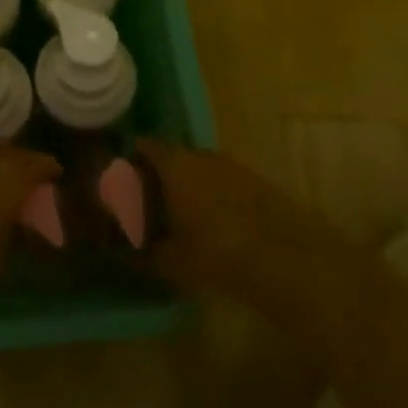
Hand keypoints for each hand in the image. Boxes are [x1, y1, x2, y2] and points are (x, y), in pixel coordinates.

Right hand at [134, 140, 319, 297]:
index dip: (131, 160)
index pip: (144, 146)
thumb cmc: (217, 254)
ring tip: (182, 218)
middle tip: (150, 204)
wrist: (290, 260)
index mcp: (174, 163)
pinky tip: (216, 226)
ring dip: (190, 187)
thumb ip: (141, 252)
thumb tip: (118, 249)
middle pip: (173, 156)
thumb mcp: (171, 261)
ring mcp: (234, 165)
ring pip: (201, 170)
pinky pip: (225, 182)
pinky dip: (215, 197)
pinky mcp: (258, 182)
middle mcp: (202, 154)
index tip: (121, 180)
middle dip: (160, 176)